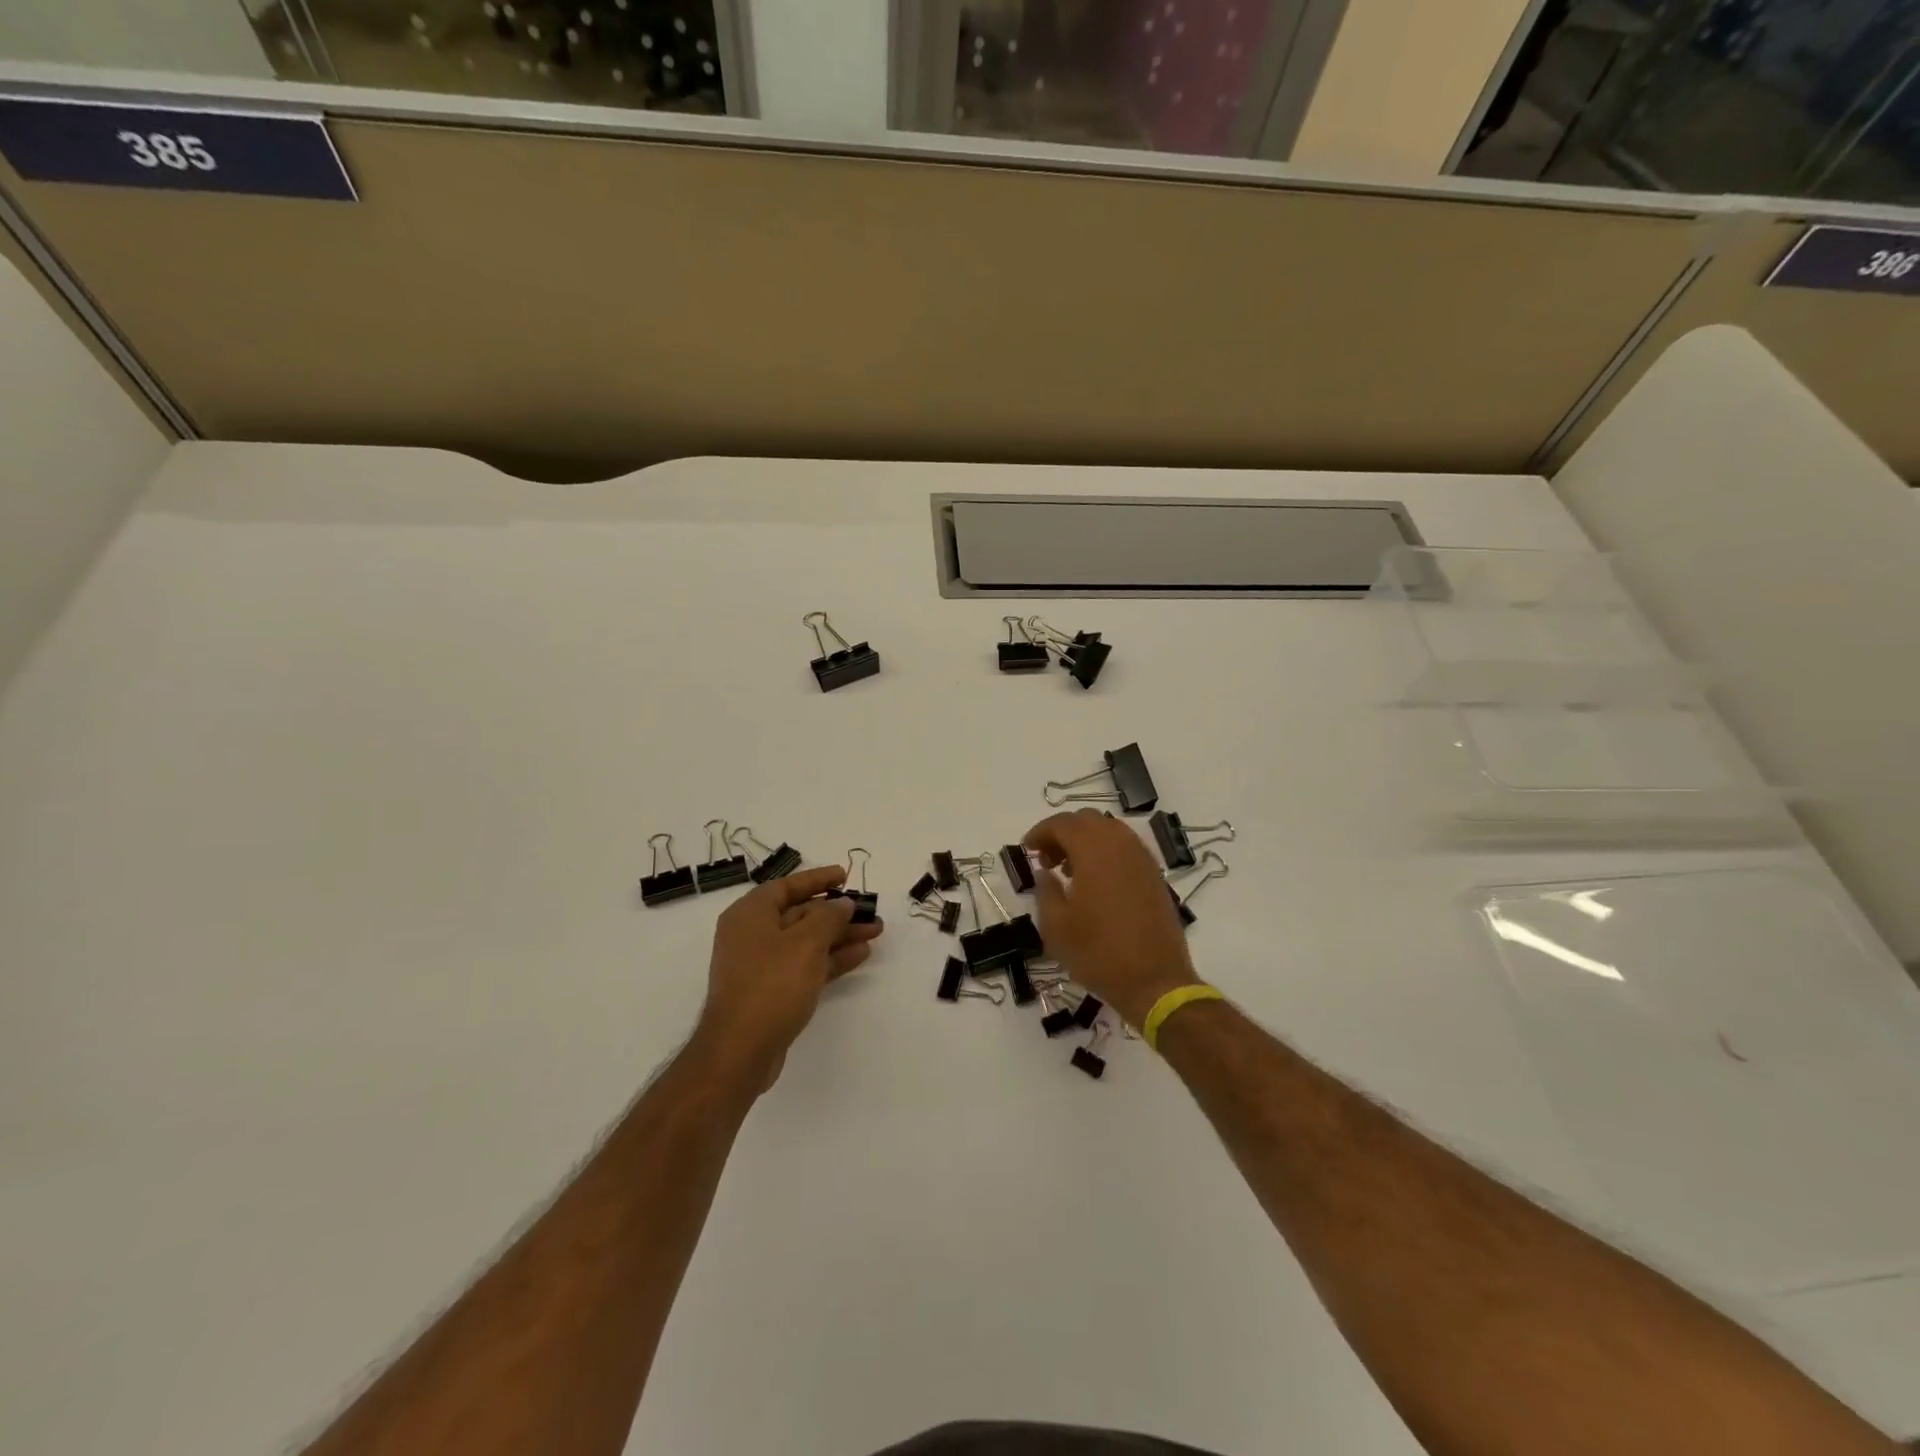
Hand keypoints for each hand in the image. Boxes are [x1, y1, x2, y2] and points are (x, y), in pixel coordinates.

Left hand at [692, 866, 884, 1089]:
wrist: (741, 1051)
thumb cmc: (771, 984)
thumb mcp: (806, 943)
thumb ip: (829, 917)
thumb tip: (842, 904)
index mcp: (750, 914)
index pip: (787, 886)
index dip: (818, 879)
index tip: (845, 875)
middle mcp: (752, 935)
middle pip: (801, 914)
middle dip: (837, 912)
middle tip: (870, 910)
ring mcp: (761, 965)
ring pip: (807, 941)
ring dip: (840, 935)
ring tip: (876, 931)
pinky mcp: (772, 991)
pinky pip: (806, 965)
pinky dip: (831, 959)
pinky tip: (861, 954)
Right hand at [1024, 809, 1199, 1028]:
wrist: (1154, 981)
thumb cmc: (1098, 953)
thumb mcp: (1056, 926)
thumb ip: (1045, 890)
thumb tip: (1045, 872)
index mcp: (1094, 850)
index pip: (1062, 823)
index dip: (1040, 832)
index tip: (1027, 850)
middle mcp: (1121, 845)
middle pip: (1087, 820)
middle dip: (1063, 833)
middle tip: (1046, 859)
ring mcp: (1142, 858)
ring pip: (1109, 831)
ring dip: (1085, 841)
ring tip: (1069, 871)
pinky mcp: (1154, 875)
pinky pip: (1125, 848)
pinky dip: (1105, 853)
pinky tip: (1095, 882)